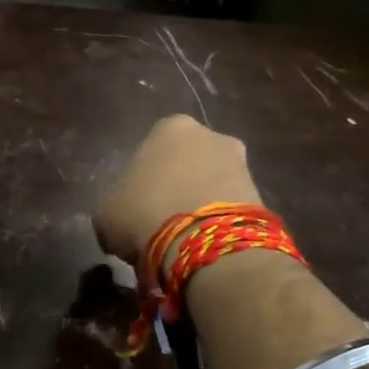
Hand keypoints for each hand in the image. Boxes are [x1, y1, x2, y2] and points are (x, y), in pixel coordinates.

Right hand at [93, 115, 264, 267]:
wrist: (204, 242)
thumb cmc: (144, 212)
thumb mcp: (106, 212)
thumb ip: (115, 204)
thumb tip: (123, 216)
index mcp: (170, 126)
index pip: (151, 146)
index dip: (142, 176)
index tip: (135, 202)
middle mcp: (211, 134)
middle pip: (187, 160)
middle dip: (177, 184)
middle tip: (159, 216)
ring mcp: (241, 163)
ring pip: (211, 182)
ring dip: (199, 203)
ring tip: (181, 235)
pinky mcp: (262, 195)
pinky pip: (229, 206)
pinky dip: (217, 221)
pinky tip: (201, 242)